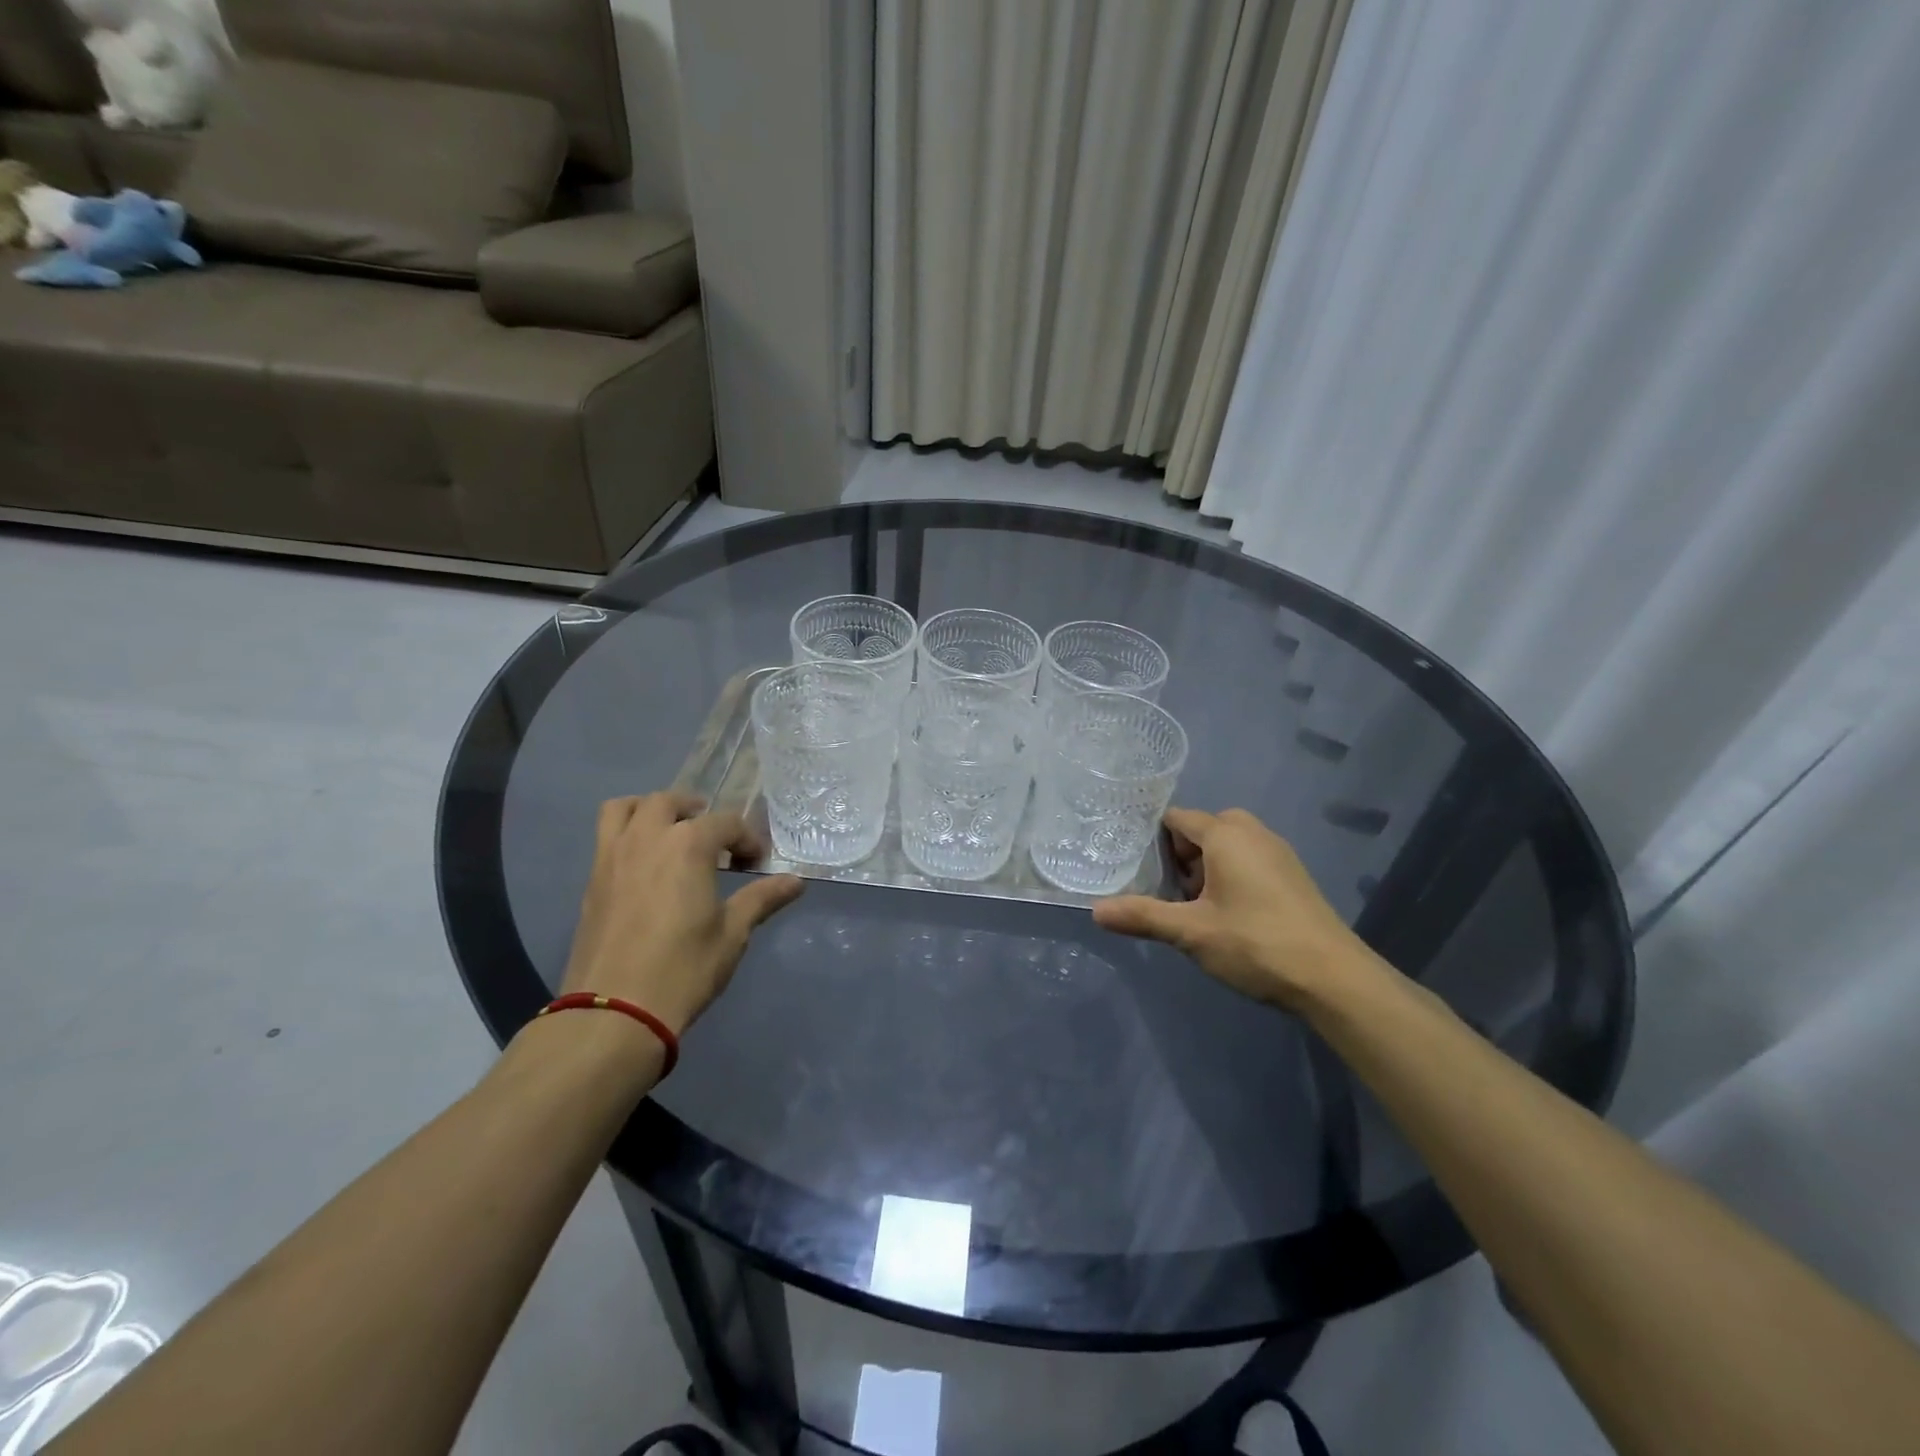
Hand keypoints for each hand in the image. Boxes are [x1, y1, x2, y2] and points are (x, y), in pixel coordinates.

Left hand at [560, 793, 804, 1035]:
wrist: (614, 1012)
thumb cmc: (684, 969)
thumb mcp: (732, 934)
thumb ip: (761, 899)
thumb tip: (795, 881)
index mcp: (689, 844)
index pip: (726, 823)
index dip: (748, 839)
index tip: (757, 864)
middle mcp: (648, 837)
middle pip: (671, 802)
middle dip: (697, 812)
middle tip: (715, 838)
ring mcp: (612, 856)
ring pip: (626, 808)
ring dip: (651, 809)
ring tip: (670, 831)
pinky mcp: (591, 880)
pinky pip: (606, 836)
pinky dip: (628, 833)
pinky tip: (645, 866)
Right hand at [1092, 807, 1377, 1010]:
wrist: (1334, 978)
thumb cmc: (1256, 943)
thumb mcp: (1191, 932)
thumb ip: (1142, 916)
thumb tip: (1096, 911)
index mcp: (1226, 834)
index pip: (1176, 819)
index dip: (1151, 841)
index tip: (1133, 866)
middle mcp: (1253, 832)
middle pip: (1200, 831)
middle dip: (1178, 858)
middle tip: (1164, 892)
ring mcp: (1277, 853)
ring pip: (1226, 848)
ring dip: (1204, 870)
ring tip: (1190, 909)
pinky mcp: (1292, 876)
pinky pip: (1248, 861)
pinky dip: (1229, 877)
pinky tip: (1226, 917)